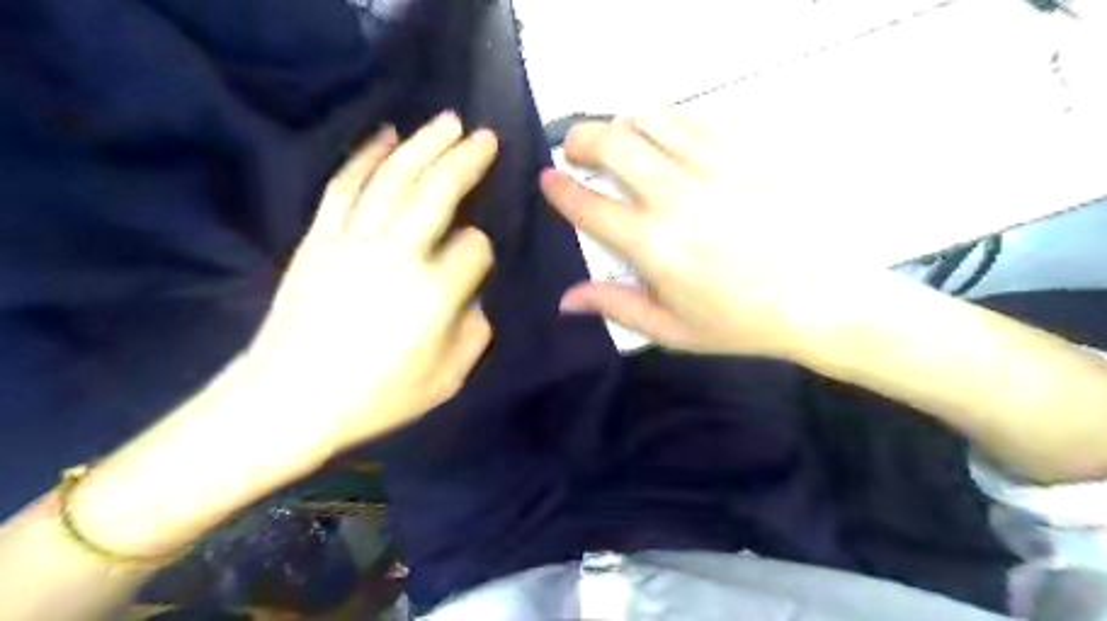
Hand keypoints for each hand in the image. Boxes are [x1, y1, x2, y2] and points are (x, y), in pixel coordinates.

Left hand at [248, 112, 502, 453]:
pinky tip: (387, 134)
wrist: (286, 400)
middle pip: (437, 193)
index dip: (482, 251)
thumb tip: (472, 296)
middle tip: (486, 136)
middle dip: (466, 161)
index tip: (475, 265)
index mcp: (432, 295)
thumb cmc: (374, 398)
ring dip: (424, 144)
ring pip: (394, 177)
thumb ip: (475, 333)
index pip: (474, 248)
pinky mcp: (319, 237)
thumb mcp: (447, 380)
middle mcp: (396, 256)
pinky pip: (345, 185)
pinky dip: (367, 155)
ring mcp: (352, 241)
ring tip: (449, 121)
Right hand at [543, 111, 839, 358]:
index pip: (589, 205)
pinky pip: (694, 120)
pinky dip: (665, 121)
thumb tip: (566, 298)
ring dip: (621, 123)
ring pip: (651, 120)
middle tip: (575, 149)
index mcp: (655, 246)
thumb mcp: (672, 330)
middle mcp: (678, 197)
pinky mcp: (746, 153)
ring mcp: (715, 168)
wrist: (823, 299)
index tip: (548, 179)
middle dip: (581, 139)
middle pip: (613, 144)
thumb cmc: (742, 322)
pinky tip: (663, 137)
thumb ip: (615, 306)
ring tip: (617, 138)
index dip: (560, 189)